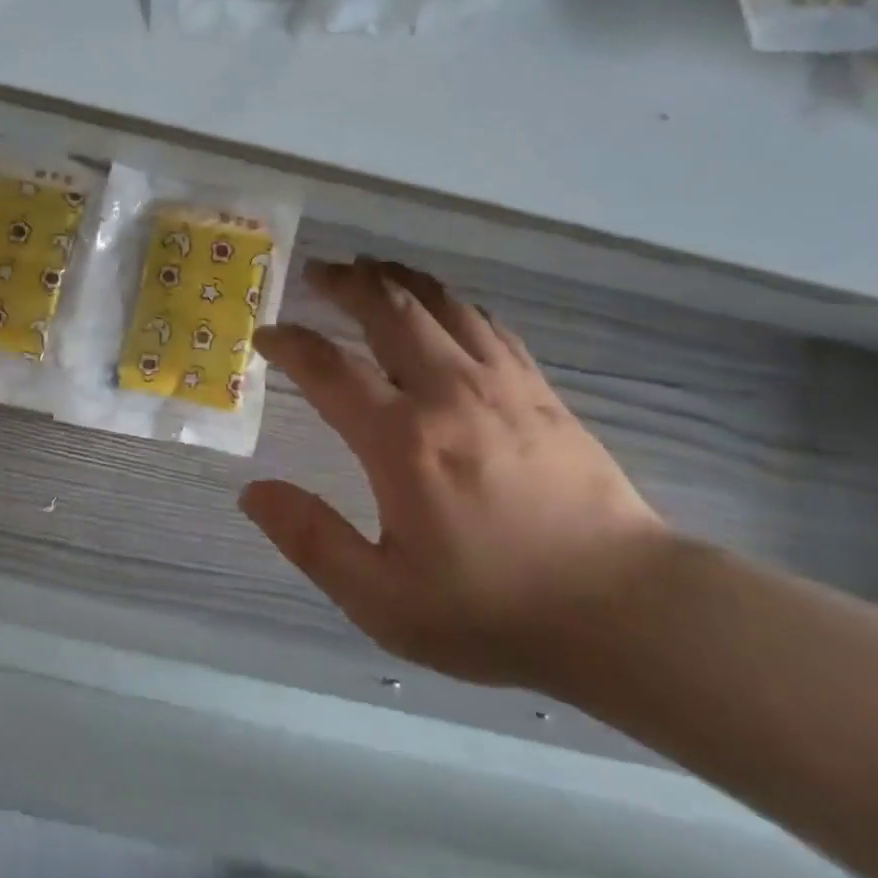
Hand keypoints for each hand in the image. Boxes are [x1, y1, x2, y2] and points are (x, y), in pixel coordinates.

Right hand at [242, 259, 672, 690]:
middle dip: (347, 284)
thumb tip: (252, 491)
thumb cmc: (493, 609)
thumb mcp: (383, 599)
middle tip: (318, 272)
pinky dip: (453, 303)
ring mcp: (502, 385)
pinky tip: (443, 304)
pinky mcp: (541, 392)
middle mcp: (449, 394)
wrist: (625, 610)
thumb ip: (311, 540)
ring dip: (398, 279)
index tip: (267, 335)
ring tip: (370, 267)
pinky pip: (488, 324)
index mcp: (403, 441)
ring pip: (442, 305)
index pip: (330, 369)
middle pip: (390, 311)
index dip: (291, 344)